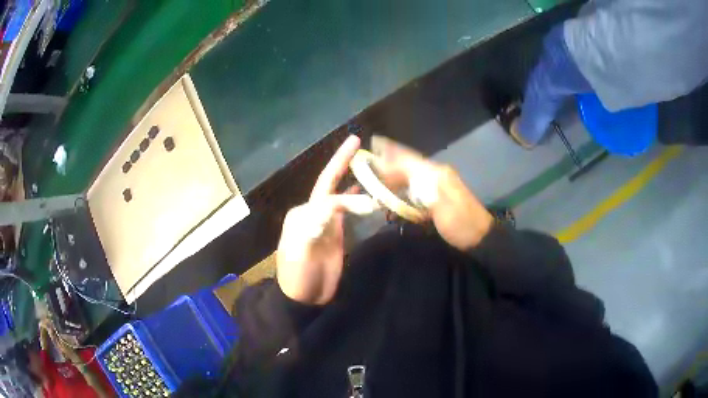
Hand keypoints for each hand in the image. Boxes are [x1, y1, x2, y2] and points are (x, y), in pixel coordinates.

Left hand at [276, 136, 377, 304]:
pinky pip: (347, 211)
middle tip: (355, 141)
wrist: (304, 299)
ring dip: (352, 178)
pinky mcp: (335, 233)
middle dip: (341, 162)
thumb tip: (339, 203)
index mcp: (303, 213)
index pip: (327, 192)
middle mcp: (313, 212)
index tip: (368, 192)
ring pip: (341, 194)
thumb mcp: (303, 250)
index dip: (346, 189)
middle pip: (330, 182)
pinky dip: (356, 199)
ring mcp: (325, 222)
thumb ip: (317, 224)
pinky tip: (367, 192)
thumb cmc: (299, 275)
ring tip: (369, 163)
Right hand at [371, 136, 493, 250]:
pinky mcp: (439, 196)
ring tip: (379, 174)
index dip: (391, 152)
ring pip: (412, 174)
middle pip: (409, 164)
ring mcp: (439, 184)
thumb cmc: (460, 223)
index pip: (409, 158)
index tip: (374, 144)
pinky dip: (404, 186)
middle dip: (390, 162)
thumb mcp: (441, 205)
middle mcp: (437, 174)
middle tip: (370, 162)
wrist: (480, 236)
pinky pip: (417, 186)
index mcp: (436, 173)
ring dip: (396, 173)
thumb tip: (399, 173)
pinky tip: (397, 190)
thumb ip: (419, 186)